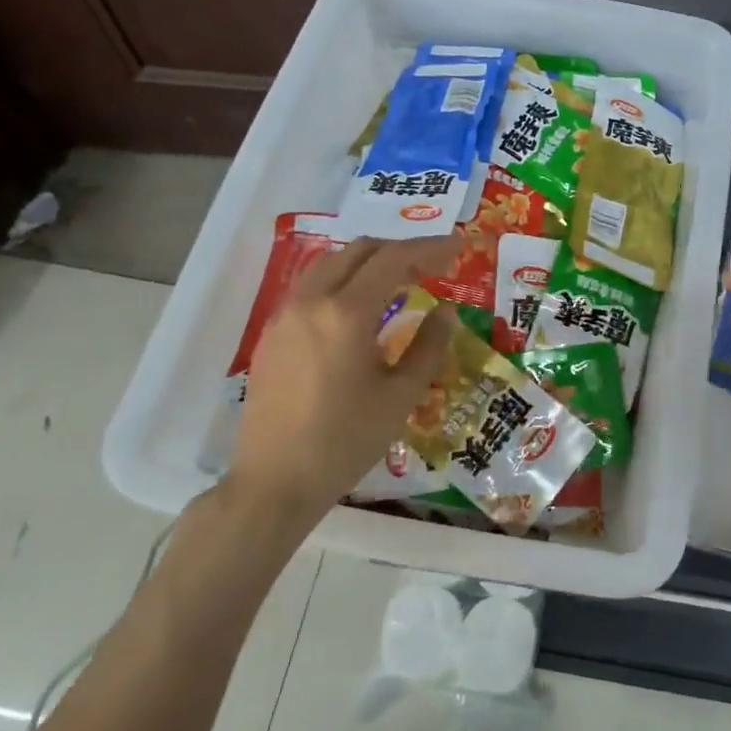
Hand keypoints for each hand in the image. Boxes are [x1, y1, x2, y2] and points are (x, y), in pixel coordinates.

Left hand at [225, 235, 459, 521]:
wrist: (274, 482)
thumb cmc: (345, 442)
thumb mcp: (400, 396)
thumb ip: (428, 347)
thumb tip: (445, 313)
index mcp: (346, 313)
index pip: (393, 259)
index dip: (430, 248)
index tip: (459, 247)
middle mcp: (311, 301)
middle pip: (359, 251)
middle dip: (400, 250)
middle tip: (433, 266)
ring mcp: (285, 315)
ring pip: (331, 264)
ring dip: (369, 262)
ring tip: (400, 281)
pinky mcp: (272, 334)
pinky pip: (312, 287)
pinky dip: (343, 281)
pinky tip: (360, 308)